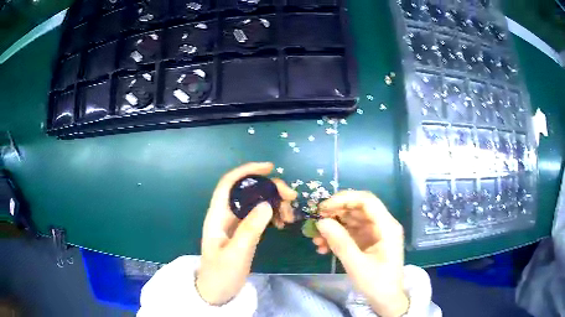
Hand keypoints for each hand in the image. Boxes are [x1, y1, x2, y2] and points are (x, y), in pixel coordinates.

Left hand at [196, 162, 296, 304]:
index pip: (229, 183)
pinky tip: (282, 222)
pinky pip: (258, 215)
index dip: (247, 171)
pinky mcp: (242, 231)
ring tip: (290, 215)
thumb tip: (267, 203)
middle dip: (269, 188)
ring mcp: (234, 223)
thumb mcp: (236, 254)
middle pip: (246, 191)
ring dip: (274, 202)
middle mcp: (224, 215)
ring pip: (255, 202)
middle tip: (292, 198)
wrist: (216, 292)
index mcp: (217, 216)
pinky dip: (271, 214)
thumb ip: (250, 229)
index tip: (270, 168)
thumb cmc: (221, 274)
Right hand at [313, 191, 408, 316]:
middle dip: (336, 212)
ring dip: (334, 226)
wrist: (386, 299)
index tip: (323, 208)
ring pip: (352, 220)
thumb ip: (340, 242)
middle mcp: (383, 225)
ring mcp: (375, 233)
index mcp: (387, 227)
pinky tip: (323, 247)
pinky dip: (337, 237)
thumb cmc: (377, 283)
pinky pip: (351, 232)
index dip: (344, 199)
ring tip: (316, 239)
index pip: (367, 201)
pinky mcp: (368, 241)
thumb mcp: (357, 265)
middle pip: (358, 208)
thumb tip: (321, 222)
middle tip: (316, 221)